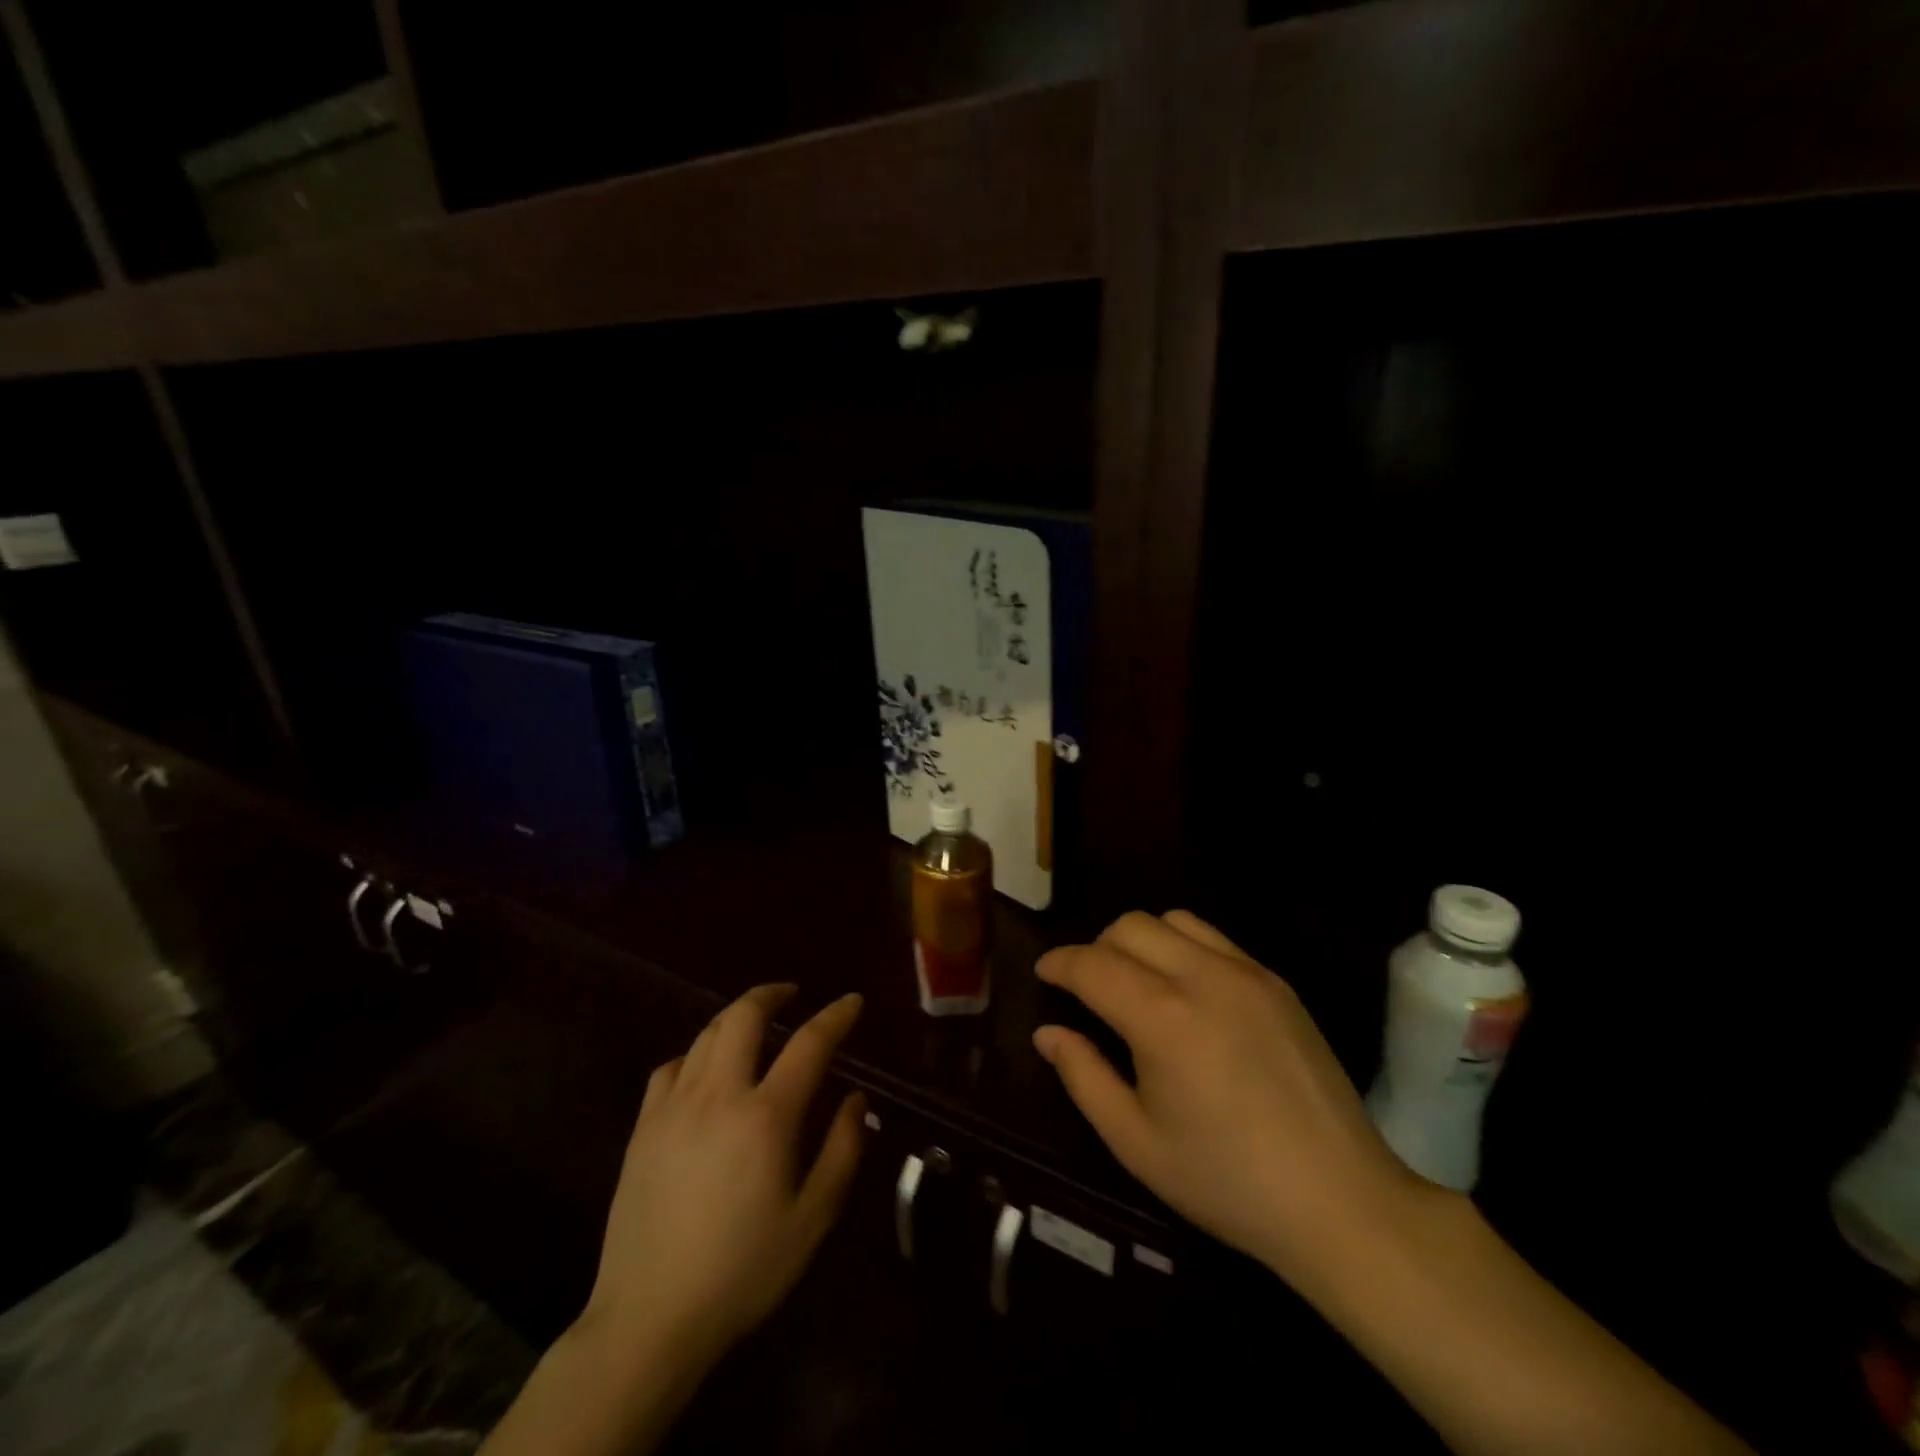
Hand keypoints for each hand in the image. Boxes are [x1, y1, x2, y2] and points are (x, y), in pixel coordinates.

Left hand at [579, 984, 867, 1368]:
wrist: (649, 1320)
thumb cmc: (742, 1271)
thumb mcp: (812, 1220)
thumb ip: (842, 1151)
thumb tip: (856, 1098)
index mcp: (766, 1116)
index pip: (809, 1043)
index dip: (835, 1016)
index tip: (852, 1001)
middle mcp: (718, 1095)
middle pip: (744, 1016)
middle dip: (772, 994)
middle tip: (793, 994)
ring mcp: (673, 1107)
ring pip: (706, 1034)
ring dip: (736, 1017)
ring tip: (755, 1022)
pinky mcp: (642, 1127)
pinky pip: (670, 1067)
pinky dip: (695, 1054)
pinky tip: (704, 1071)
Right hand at [1034, 911, 1423, 1286]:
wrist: (1340, 1202)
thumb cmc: (1225, 1182)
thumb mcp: (1136, 1142)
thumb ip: (1083, 1076)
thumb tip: (1049, 1032)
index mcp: (1161, 1018)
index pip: (1092, 964)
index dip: (1059, 963)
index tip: (1044, 973)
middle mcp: (1202, 977)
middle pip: (1130, 927)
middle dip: (1097, 948)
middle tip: (1089, 988)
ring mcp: (1247, 973)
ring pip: (1173, 920)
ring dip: (1141, 940)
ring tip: (1138, 982)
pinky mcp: (1277, 982)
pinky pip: (1215, 939)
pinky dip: (1184, 947)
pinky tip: (1188, 992)